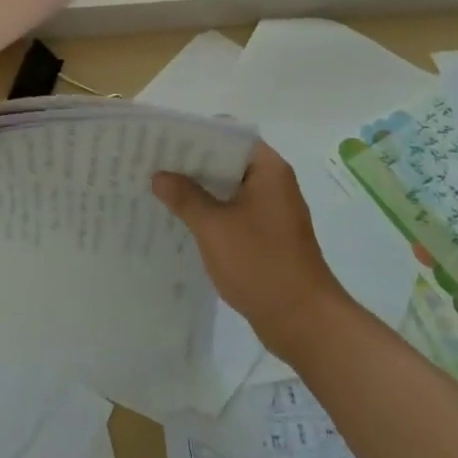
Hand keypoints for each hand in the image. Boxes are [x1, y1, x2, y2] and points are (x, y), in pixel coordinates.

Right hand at [153, 143, 345, 360]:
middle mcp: (273, 183)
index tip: (164, 137)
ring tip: (159, 187)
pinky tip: (182, 218)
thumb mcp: (214, 227)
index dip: (195, 133)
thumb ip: (185, 197)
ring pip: (228, 187)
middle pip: (227, 159)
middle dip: (191, 162)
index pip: (229, 134)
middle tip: (153, 161)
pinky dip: (210, 210)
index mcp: (267, 169)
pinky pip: (233, 210)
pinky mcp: (267, 235)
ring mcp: (271, 210)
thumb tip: (159, 176)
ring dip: (199, 188)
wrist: (305, 323)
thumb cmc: (261, 265)